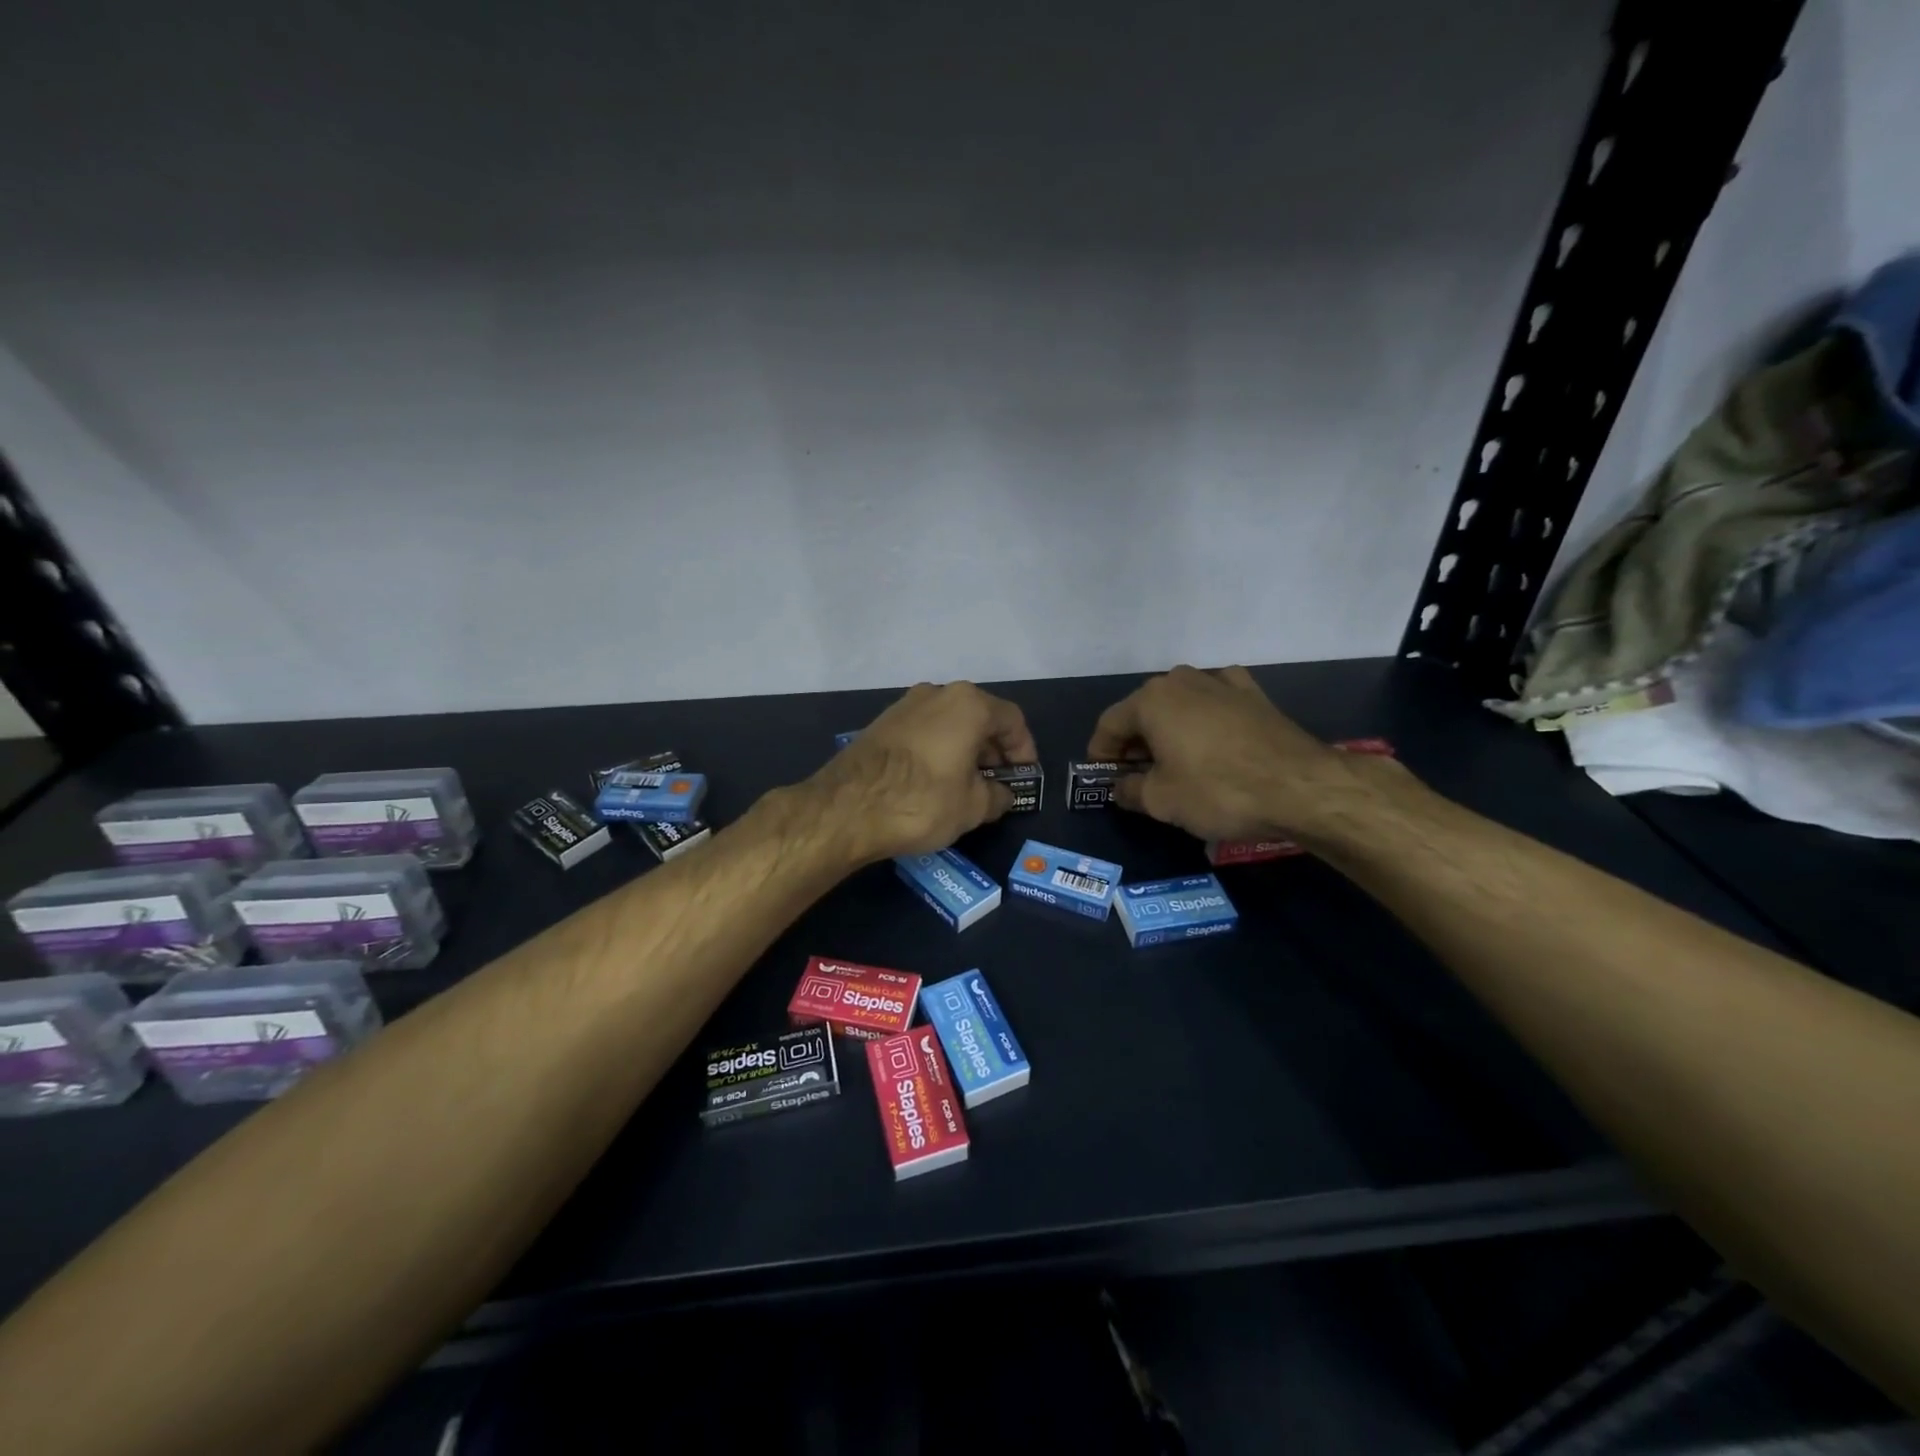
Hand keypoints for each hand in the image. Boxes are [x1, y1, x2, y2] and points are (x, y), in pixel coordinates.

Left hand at [811, 682, 1038, 862]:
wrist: (845, 807)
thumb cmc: (921, 801)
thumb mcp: (972, 807)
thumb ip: (997, 796)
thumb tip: (1001, 794)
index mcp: (968, 704)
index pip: (1012, 720)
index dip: (1024, 750)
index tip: (1024, 776)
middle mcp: (937, 693)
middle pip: (979, 717)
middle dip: (993, 750)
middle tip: (998, 783)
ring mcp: (904, 705)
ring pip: (949, 723)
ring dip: (965, 750)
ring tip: (967, 785)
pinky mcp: (880, 723)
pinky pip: (924, 732)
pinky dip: (938, 750)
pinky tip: (935, 781)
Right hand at [1087, 665, 1386, 843]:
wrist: (1301, 787)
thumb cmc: (1218, 791)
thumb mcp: (1161, 801)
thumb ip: (1129, 790)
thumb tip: (1122, 786)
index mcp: (1151, 700)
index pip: (1109, 725)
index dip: (1100, 753)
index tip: (1103, 778)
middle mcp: (1182, 680)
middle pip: (1143, 711)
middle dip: (1135, 743)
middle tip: (1136, 776)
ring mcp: (1221, 682)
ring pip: (1180, 706)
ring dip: (1169, 731)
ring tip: (1173, 762)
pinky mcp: (1253, 694)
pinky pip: (1215, 703)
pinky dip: (1205, 720)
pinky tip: (1212, 740)